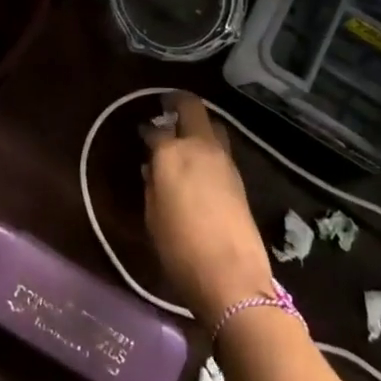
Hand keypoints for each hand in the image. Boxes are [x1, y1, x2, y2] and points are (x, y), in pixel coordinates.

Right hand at [142, 91, 275, 325]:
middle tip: (166, 109)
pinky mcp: (238, 175)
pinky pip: (220, 147)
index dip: (146, 131)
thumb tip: (153, 168)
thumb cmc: (181, 249)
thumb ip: (152, 185)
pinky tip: (200, 162)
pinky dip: (209, 146)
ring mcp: (223, 159)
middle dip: (177, 103)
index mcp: (171, 153)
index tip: (141, 134)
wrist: (232, 277)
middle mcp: (199, 146)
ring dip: (198, 124)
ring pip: (212, 124)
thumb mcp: (153, 217)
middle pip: (192, 108)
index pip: (155, 130)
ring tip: (185, 137)